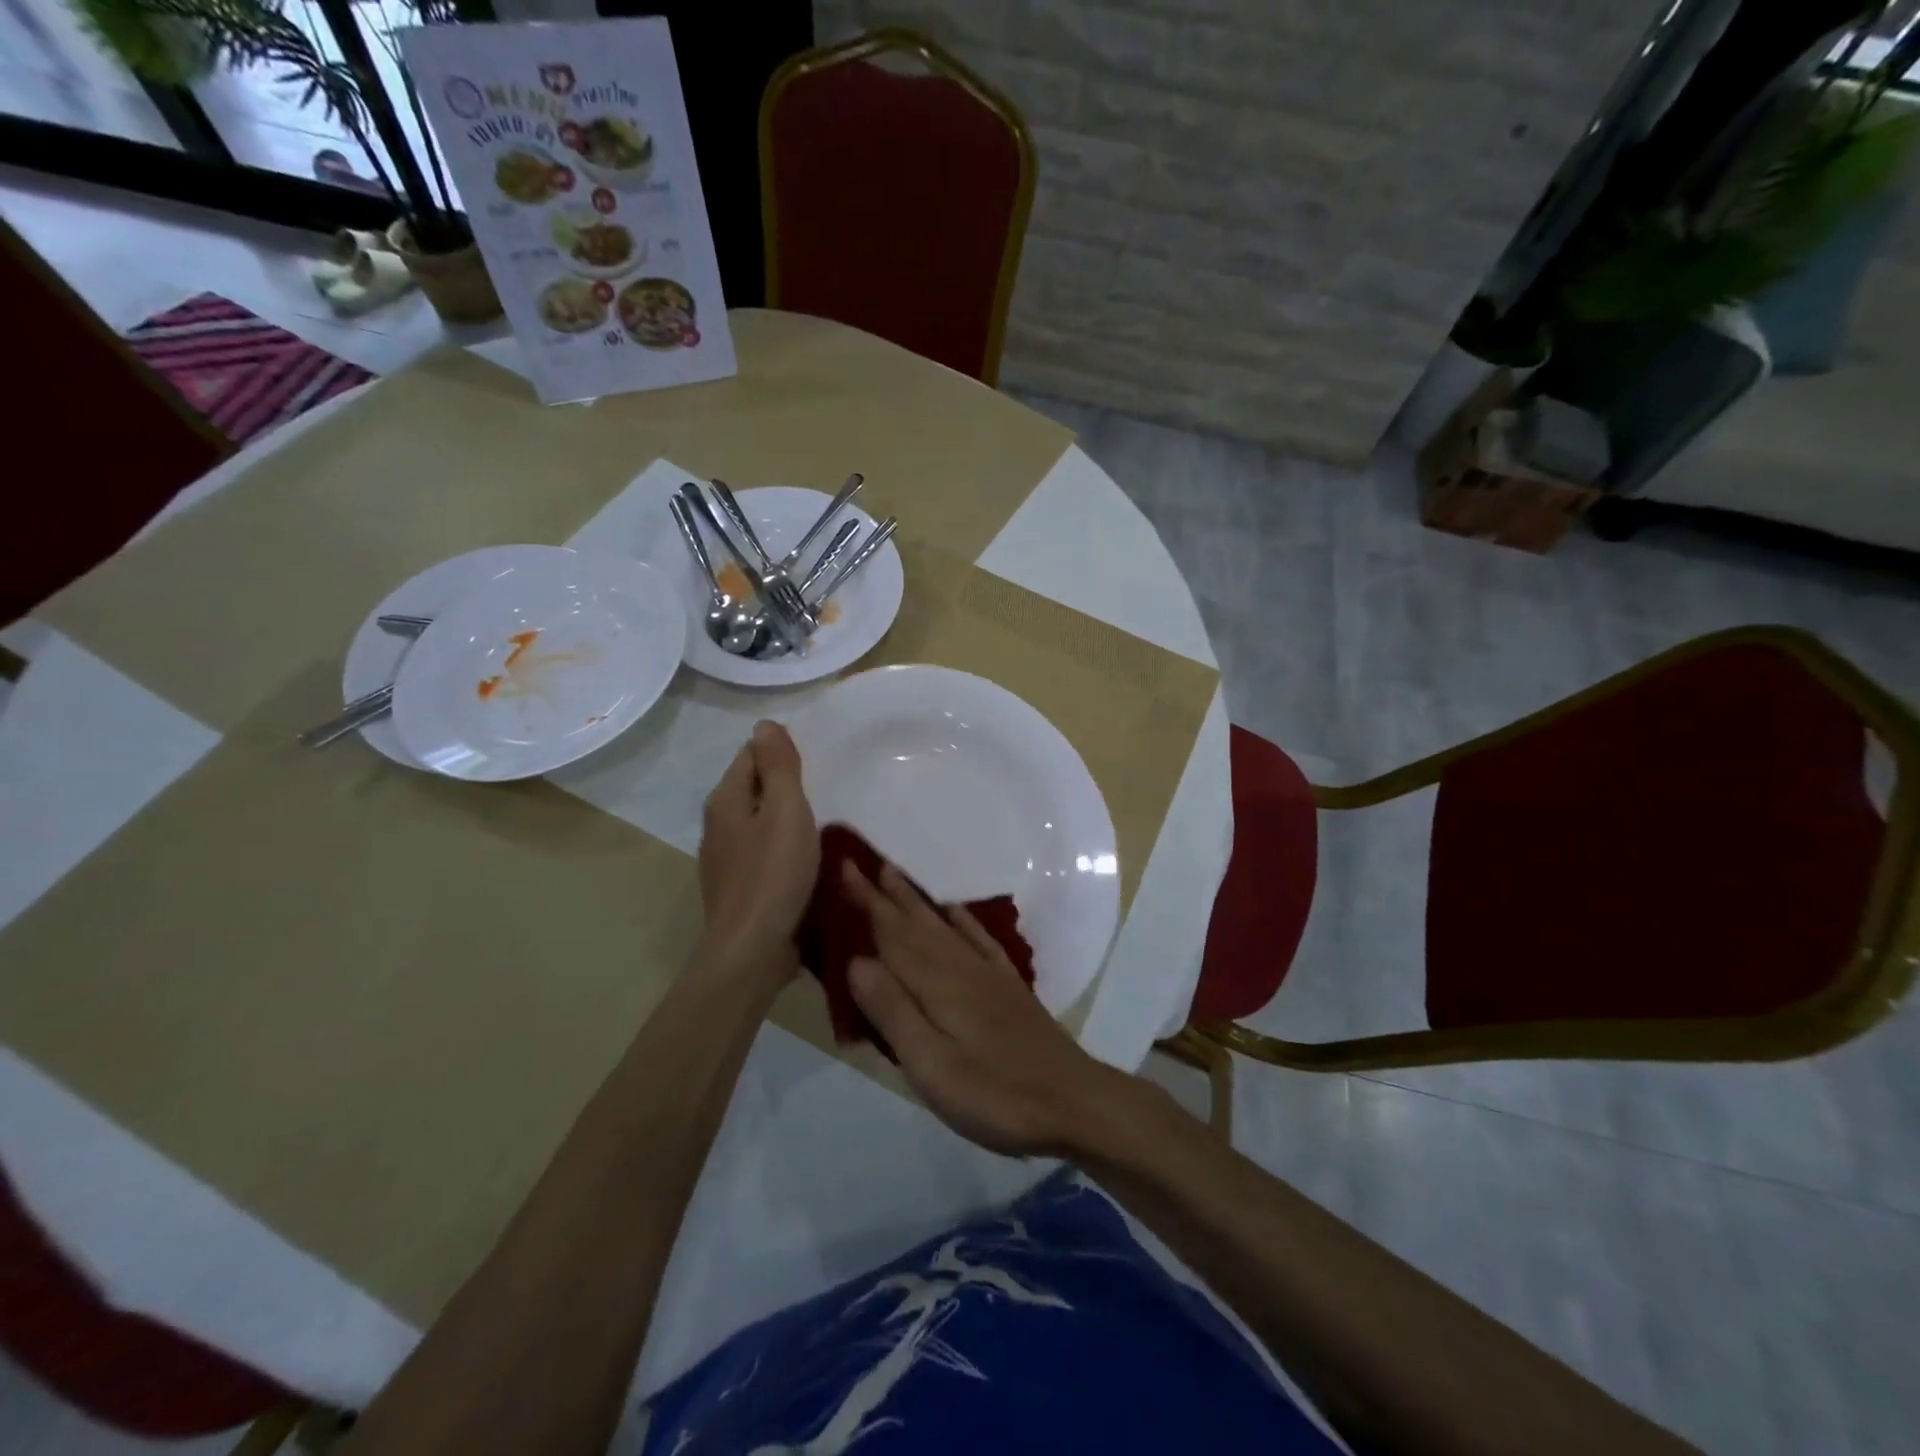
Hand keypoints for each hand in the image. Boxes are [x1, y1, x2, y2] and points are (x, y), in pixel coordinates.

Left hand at [696, 721, 817, 986]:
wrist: (752, 950)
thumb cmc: (773, 874)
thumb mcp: (785, 810)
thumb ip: (778, 766)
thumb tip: (764, 723)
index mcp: (726, 800)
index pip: (751, 755)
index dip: (781, 751)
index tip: (817, 757)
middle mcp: (719, 825)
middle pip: (754, 788)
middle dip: (785, 784)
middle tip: (828, 785)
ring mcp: (726, 860)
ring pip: (759, 823)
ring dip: (785, 818)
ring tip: (824, 819)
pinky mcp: (740, 888)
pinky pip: (764, 853)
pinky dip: (784, 847)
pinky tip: (807, 858)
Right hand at [843, 861, 1118, 1156]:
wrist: (1072, 1101)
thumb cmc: (994, 1093)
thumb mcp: (931, 1066)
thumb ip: (893, 1012)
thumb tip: (855, 961)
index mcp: (935, 984)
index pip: (890, 934)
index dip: (865, 903)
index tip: (842, 867)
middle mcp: (959, 967)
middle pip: (914, 923)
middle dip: (883, 894)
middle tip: (858, 863)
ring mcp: (987, 974)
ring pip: (942, 925)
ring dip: (915, 900)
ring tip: (894, 875)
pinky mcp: (1008, 987)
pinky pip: (979, 939)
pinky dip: (962, 921)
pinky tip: (953, 911)